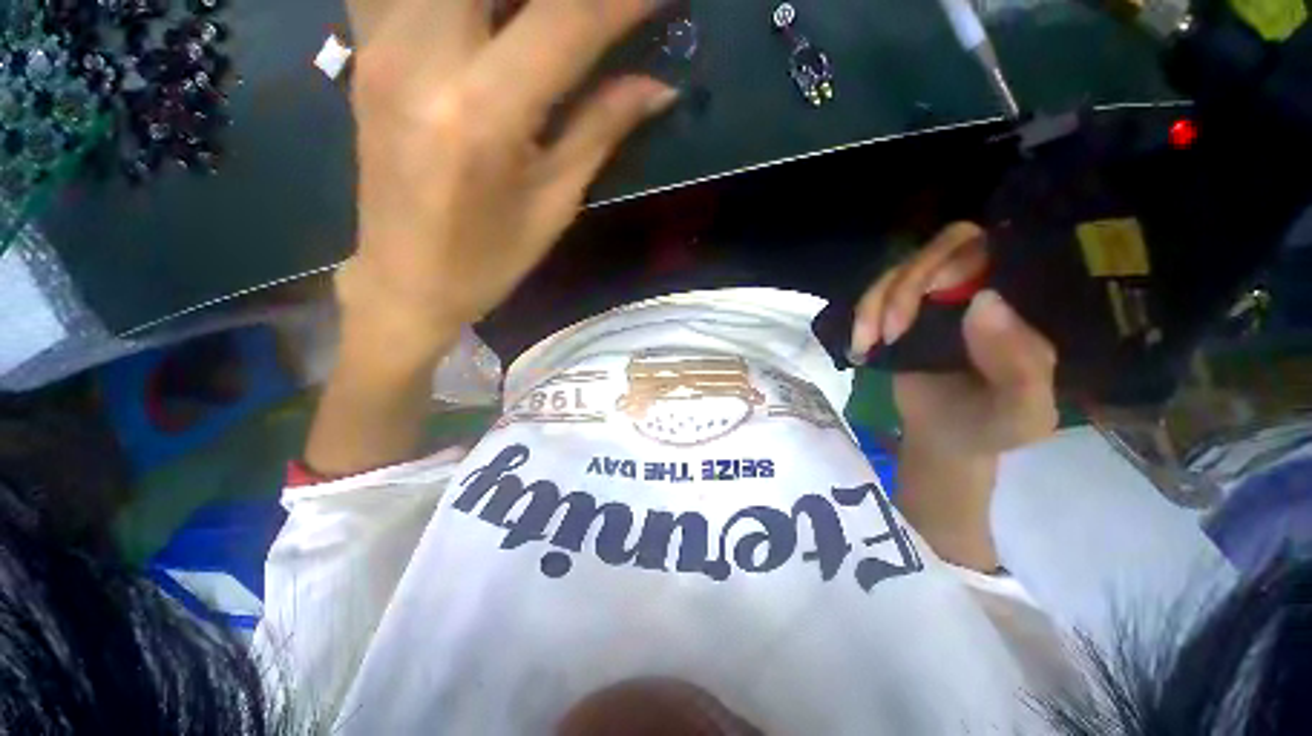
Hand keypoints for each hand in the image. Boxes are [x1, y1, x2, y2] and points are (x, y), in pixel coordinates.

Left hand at [339, 0, 677, 352]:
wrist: (405, 281)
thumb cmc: (488, 259)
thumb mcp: (554, 203)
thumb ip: (601, 129)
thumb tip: (658, 87)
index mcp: (482, 113)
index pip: (567, 21)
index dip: (624, 0)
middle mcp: (421, 55)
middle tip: (595, 13)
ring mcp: (379, 43)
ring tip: (539, 22)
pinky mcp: (362, 48)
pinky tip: (483, 21)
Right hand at [852, 222, 1058, 458]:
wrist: (944, 441)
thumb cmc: (992, 427)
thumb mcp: (1023, 412)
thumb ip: (1020, 365)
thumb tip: (983, 300)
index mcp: (1019, 303)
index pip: (990, 247)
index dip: (954, 258)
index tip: (934, 295)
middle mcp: (976, 290)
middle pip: (934, 251)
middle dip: (904, 287)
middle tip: (892, 331)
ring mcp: (932, 301)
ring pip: (895, 272)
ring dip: (873, 305)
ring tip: (869, 343)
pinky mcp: (897, 316)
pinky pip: (872, 297)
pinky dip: (861, 316)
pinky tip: (860, 346)